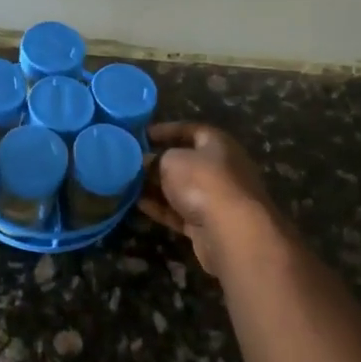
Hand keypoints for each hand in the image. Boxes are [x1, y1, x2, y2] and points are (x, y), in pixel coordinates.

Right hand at [138, 123, 284, 276]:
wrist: (231, 231)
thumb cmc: (202, 182)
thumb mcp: (171, 161)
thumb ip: (156, 159)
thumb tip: (146, 162)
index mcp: (218, 144)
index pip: (191, 130)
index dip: (166, 130)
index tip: (142, 135)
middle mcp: (222, 168)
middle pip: (187, 161)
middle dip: (159, 163)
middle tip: (132, 163)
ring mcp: (218, 198)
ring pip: (182, 188)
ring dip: (157, 187)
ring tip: (129, 184)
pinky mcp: (210, 223)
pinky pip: (181, 211)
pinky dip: (162, 208)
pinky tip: (138, 205)